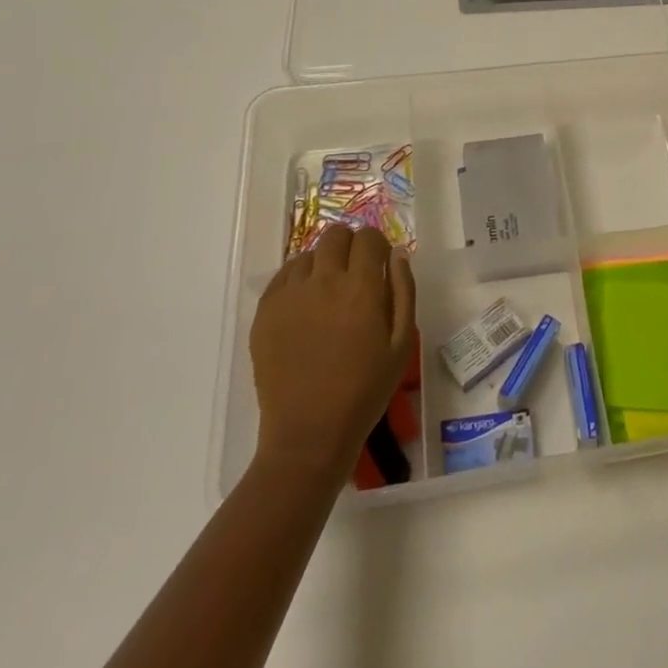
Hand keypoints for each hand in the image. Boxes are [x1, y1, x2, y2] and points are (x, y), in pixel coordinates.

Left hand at [249, 225, 416, 483]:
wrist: (309, 432)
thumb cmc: (365, 389)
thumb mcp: (402, 343)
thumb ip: (403, 292)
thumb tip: (397, 255)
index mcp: (361, 288)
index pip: (369, 238)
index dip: (378, 245)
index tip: (380, 263)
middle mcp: (323, 281)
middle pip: (335, 235)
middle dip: (350, 246)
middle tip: (356, 273)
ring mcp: (289, 296)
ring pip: (308, 254)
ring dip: (324, 263)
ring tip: (329, 292)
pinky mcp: (265, 312)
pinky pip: (282, 276)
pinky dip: (298, 279)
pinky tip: (306, 304)